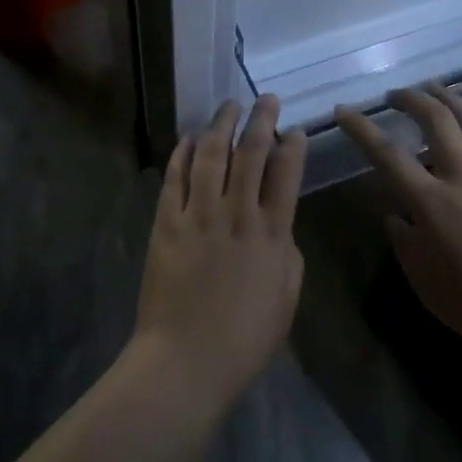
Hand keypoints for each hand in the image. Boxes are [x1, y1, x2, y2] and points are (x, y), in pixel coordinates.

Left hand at [134, 95, 307, 410]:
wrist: (186, 362)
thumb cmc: (245, 338)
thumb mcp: (287, 295)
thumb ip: (286, 250)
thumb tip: (279, 222)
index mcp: (272, 233)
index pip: (286, 173)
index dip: (293, 146)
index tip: (294, 130)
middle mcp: (237, 214)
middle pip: (250, 153)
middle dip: (260, 120)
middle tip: (265, 100)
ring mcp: (198, 215)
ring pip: (211, 155)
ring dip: (221, 125)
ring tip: (229, 106)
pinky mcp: (166, 223)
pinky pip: (175, 177)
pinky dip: (183, 152)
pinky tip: (190, 137)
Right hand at [337, 86, 461, 370]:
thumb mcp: (426, 284)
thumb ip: (404, 241)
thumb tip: (393, 213)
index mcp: (433, 204)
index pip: (388, 154)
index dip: (362, 128)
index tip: (344, 110)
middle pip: (435, 121)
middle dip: (410, 99)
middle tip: (393, 95)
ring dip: (447, 98)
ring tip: (432, 89)